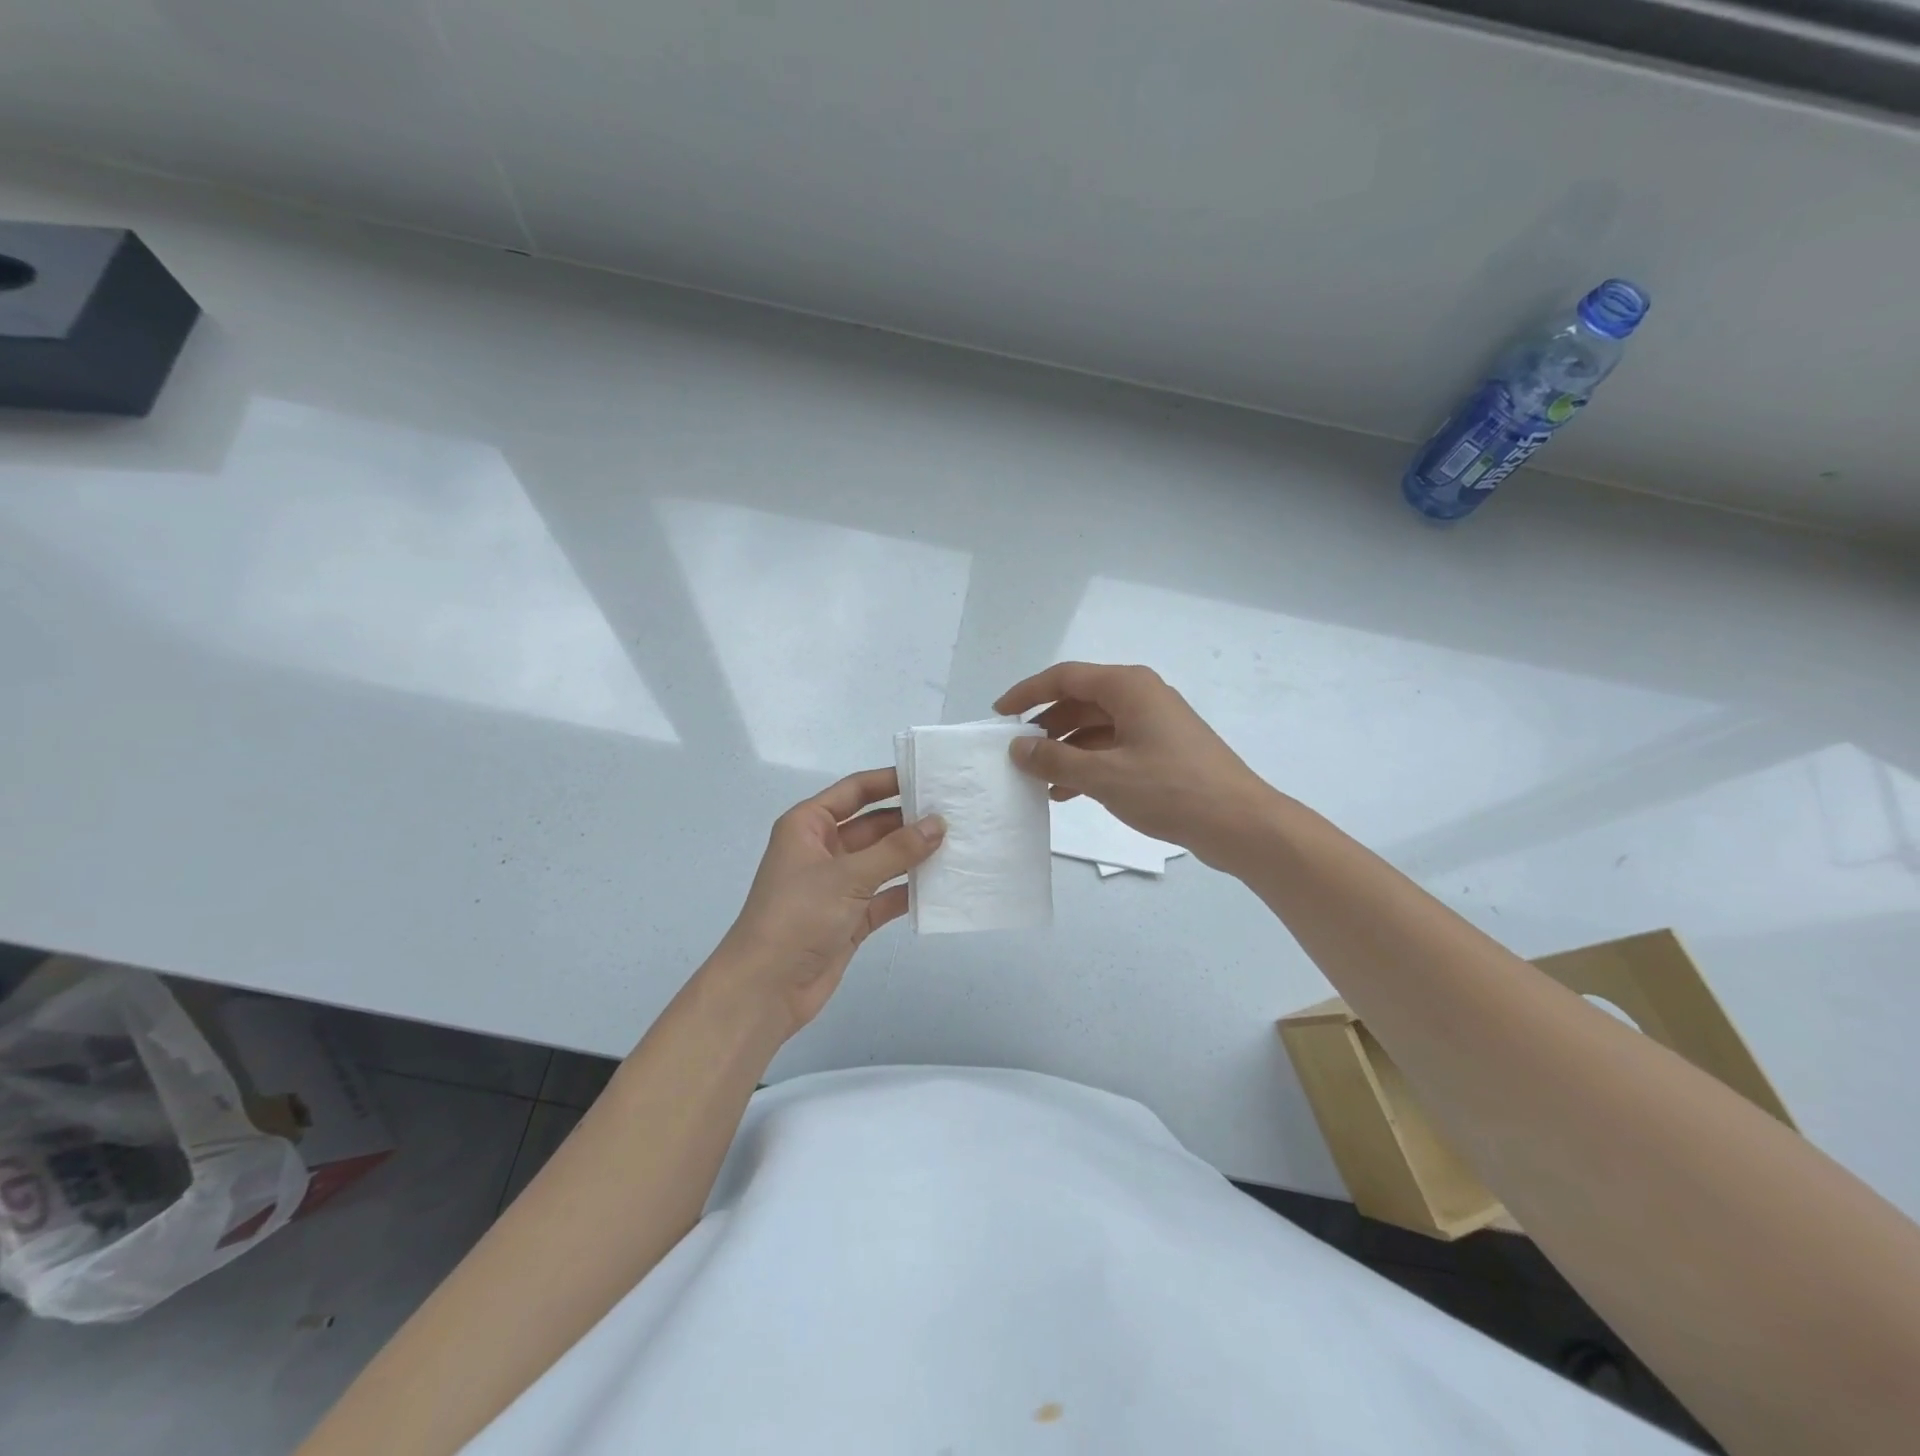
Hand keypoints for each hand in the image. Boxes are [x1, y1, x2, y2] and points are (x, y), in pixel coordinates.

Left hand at [713, 768, 943, 1037]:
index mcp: (808, 825)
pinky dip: (909, 891)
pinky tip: (942, 885)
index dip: (890, 781)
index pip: (855, 791)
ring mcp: (837, 885)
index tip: (930, 776)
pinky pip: (886, 895)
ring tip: (959, 845)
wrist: (765, 989)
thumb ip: (897, 849)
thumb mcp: (848, 876)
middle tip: (956, 813)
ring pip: (883, 861)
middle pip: (873, 825)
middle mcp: (823, 849)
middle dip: (910, 821)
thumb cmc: (797, 916)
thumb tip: (939, 823)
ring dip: (914, 856)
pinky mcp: (850, 917)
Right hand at [995, 662, 1277, 869]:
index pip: (1065, 677)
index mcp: (1128, 687)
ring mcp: (1154, 724)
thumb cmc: (1171, 790)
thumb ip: (1054, 759)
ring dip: (1065, 750)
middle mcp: (1140, 696)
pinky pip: (1113, 747)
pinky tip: (1067, 792)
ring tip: (1037, 778)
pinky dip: (1088, 764)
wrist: (1240, 823)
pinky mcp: (1162, 750)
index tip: (999, 714)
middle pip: (1080, 701)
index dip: (1027, 693)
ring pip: (1095, 727)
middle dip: (1045, 726)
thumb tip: (1017, 747)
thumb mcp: (1104, 775)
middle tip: (1016, 752)